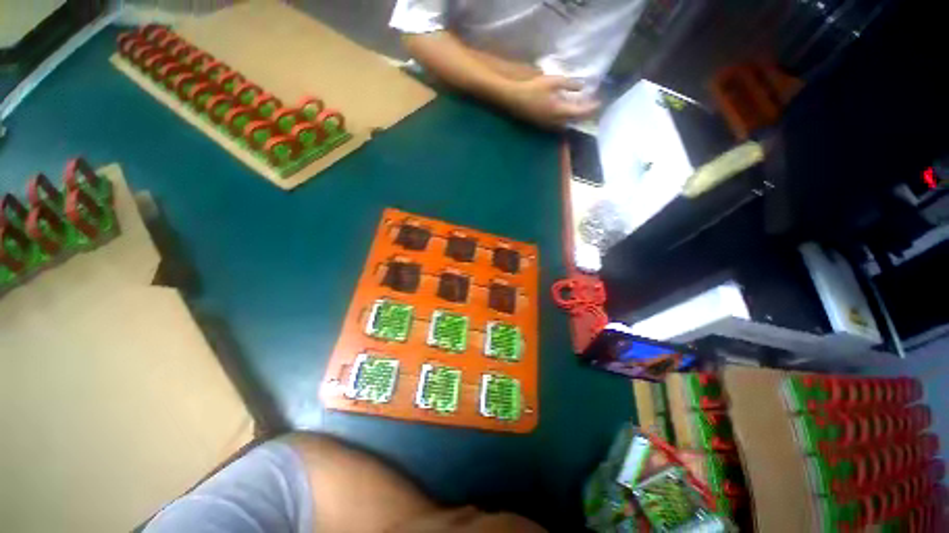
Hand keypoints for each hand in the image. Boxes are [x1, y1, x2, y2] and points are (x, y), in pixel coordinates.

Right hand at [503, 76, 599, 127]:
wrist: (515, 99)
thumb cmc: (534, 89)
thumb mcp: (553, 81)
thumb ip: (569, 84)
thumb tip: (582, 86)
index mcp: (561, 111)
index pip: (581, 112)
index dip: (591, 108)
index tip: (600, 102)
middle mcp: (557, 121)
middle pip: (575, 120)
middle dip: (584, 114)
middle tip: (592, 106)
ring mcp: (549, 125)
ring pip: (566, 123)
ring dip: (575, 117)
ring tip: (581, 108)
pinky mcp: (543, 124)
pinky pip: (559, 123)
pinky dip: (566, 118)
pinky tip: (566, 111)